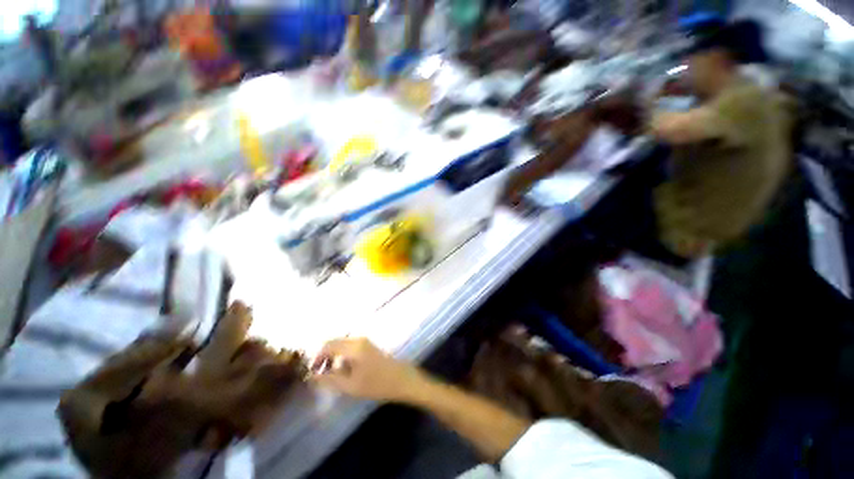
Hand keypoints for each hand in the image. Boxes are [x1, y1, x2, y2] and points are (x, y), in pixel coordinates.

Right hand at [310, 338, 426, 402]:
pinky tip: (343, 370)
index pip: (327, 345)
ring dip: (333, 356)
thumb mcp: (350, 386)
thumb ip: (329, 379)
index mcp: (353, 347)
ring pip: (341, 344)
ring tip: (330, 375)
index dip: (316, 357)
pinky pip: (349, 346)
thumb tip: (311, 376)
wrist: (401, 379)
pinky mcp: (368, 345)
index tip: (311, 372)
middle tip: (318, 374)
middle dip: (324, 356)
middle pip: (334, 342)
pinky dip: (341, 355)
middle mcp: (358, 339)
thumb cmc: (376, 384)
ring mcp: (364, 341)